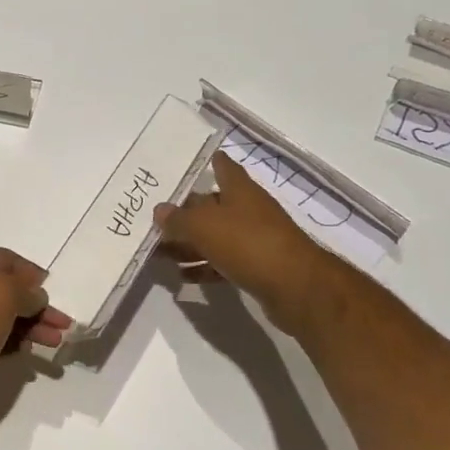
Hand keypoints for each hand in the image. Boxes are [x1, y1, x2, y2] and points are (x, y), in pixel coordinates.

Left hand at [0, 248, 69, 402]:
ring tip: (54, 342)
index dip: (28, 269)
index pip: (2, 258)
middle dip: (36, 305)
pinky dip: (13, 341)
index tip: (50, 287)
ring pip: (1, 316)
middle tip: (61, 323)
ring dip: (30, 325)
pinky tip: (29, 352)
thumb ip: (25, 288)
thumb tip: (34, 295)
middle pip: (4, 290)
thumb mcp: (4, 293)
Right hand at [154, 153, 341, 332]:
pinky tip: (182, 275)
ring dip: (189, 244)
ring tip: (159, 252)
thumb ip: (178, 218)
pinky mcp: (256, 267)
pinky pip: (222, 262)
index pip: (224, 167)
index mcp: (240, 191)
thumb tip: (160, 210)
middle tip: (154, 218)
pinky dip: (203, 267)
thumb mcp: (204, 226)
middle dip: (185, 212)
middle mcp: (248, 210)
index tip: (188, 163)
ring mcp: (254, 240)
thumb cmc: (248, 243)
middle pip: (212, 206)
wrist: (295, 287)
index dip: (209, 162)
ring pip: (214, 237)